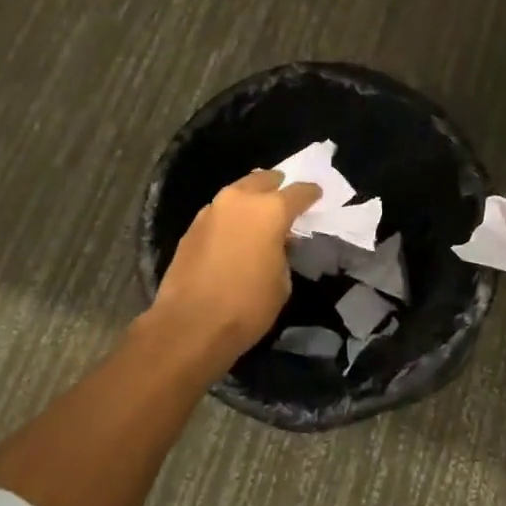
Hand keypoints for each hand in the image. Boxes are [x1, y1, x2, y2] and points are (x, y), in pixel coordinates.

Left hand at [148, 170, 320, 374]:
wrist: (189, 325)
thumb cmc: (247, 306)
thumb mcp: (282, 283)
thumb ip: (283, 253)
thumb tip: (275, 244)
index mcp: (271, 211)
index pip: (298, 191)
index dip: (310, 193)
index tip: (316, 195)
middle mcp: (240, 200)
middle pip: (262, 180)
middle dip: (276, 186)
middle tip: (283, 198)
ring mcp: (211, 210)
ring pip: (237, 193)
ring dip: (250, 200)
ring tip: (258, 215)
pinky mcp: (191, 227)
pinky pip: (218, 213)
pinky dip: (230, 218)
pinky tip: (233, 234)